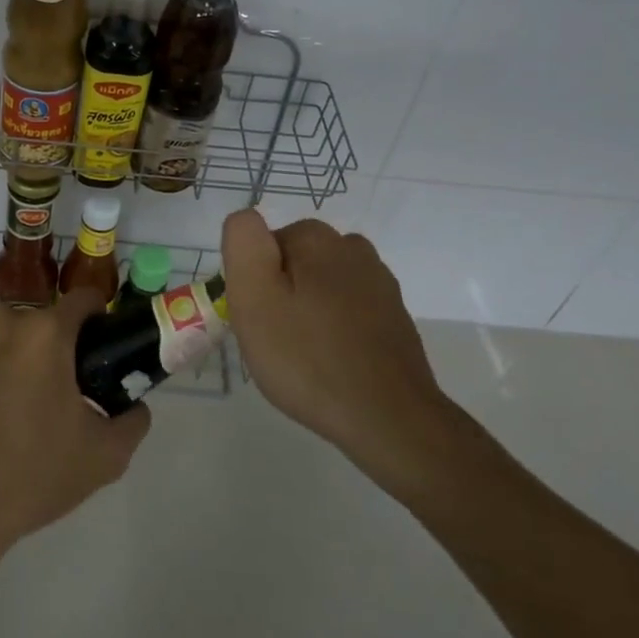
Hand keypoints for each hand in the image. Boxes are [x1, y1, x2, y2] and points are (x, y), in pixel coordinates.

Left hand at [0, 290, 151, 554]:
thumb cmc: (30, 477)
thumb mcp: (103, 458)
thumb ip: (132, 422)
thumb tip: (136, 406)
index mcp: (45, 333)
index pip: (82, 300)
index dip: (94, 320)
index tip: (94, 348)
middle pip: (32, 323)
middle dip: (42, 350)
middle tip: (43, 395)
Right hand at [223, 210, 449, 466]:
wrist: (388, 418)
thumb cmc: (308, 357)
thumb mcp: (253, 296)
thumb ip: (243, 244)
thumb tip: (246, 219)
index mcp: (316, 238)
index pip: (263, 246)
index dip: (253, 282)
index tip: (259, 317)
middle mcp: (352, 247)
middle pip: (294, 263)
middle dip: (281, 294)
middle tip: (276, 340)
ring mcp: (379, 282)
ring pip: (321, 286)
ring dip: (308, 310)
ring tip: (304, 355)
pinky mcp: (394, 316)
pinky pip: (348, 310)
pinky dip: (335, 329)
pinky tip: (333, 363)